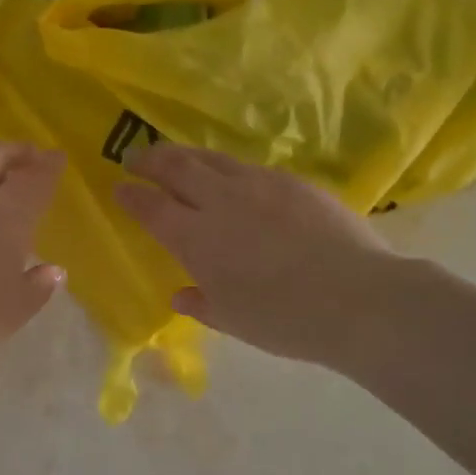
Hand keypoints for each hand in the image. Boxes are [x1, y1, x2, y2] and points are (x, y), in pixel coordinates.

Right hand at [116, 144, 394, 364]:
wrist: (356, 297)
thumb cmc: (285, 319)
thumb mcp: (234, 320)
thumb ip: (201, 303)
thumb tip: (180, 295)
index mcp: (196, 238)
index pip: (151, 208)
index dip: (131, 196)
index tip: (119, 188)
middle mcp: (220, 201)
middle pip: (176, 167)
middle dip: (150, 160)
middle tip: (137, 159)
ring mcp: (257, 185)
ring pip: (211, 158)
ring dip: (186, 155)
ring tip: (176, 156)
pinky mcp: (291, 181)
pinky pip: (247, 166)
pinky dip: (225, 166)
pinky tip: (230, 175)